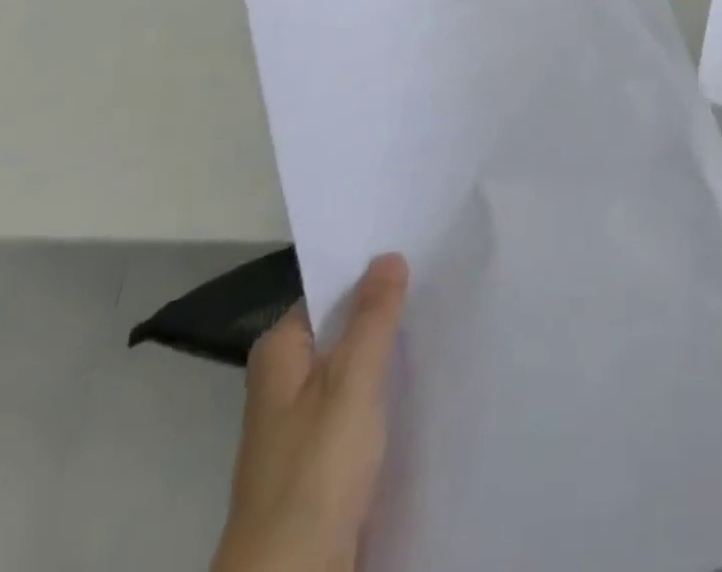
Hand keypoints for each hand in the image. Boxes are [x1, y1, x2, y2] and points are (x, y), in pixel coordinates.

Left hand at [213, 254, 409, 571]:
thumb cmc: (316, 470)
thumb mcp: (351, 380)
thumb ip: (373, 316)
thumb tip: (388, 255)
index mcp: (280, 352)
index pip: (330, 290)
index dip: (371, 272)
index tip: (418, 251)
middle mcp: (286, 380)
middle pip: (343, 328)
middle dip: (386, 311)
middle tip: (439, 281)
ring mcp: (304, 421)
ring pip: (355, 367)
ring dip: (390, 352)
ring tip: (441, 320)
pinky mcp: (324, 456)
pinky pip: (361, 403)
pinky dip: (387, 391)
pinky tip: (423, 380)